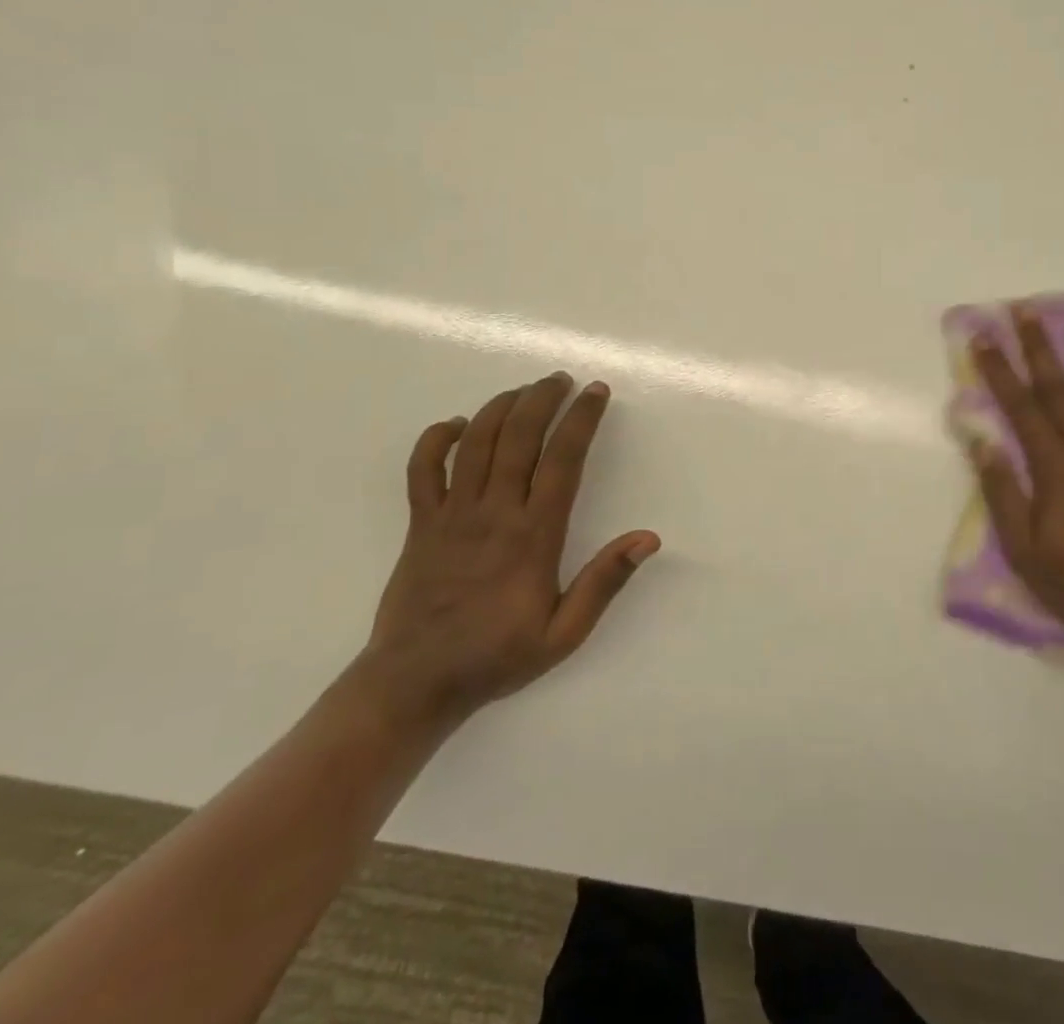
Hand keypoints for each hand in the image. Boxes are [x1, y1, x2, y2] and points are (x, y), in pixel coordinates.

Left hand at [364, 372, 659, 729]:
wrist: (414, 684)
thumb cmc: (496, 656)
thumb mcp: (564, 633)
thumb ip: (604, 582)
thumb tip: (648, 538)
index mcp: (533, 535)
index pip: (563, 459)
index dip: (582, 419)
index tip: (596, 391)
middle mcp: (493, 512)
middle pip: (519, 436)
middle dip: (543, 398)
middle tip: (562, 379)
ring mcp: (451, 514)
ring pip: (477, 441)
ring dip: (502, 406)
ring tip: (525, 390)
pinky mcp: (419, 523)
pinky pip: (423, 468)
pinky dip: (438, 439)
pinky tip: (459, 425)